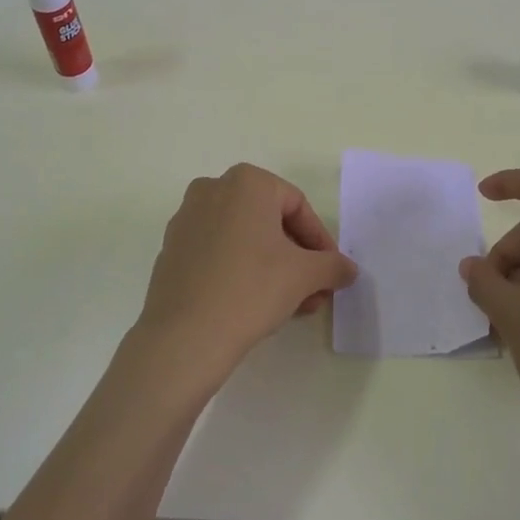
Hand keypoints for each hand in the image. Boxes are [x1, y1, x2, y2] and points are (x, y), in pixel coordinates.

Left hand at [134, 164, 357, 393]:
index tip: (331, 273)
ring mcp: (187, 218)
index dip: (320, 241)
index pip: (298, 206)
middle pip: (269, 221)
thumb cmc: (251, 289)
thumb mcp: (304, 276)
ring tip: (291, 305)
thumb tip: (348, 269)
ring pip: (244, 238)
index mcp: (246, 182)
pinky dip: (241, 270)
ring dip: (272, 267)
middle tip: (314, 291)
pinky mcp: (172, 248)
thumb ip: (332, 266)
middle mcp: (212, 189)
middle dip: (297, 258)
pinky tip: (254, 304)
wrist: (184, 336)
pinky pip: (218, 251)